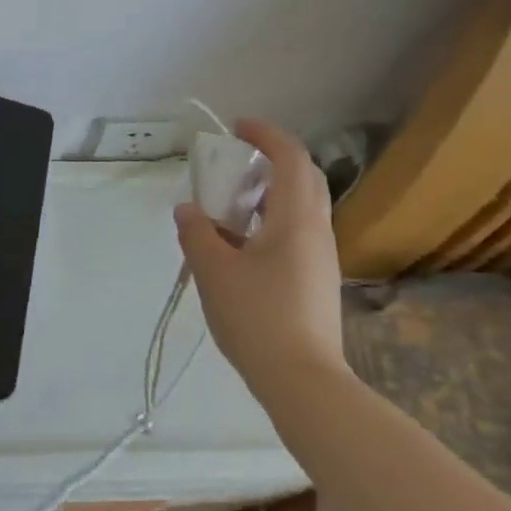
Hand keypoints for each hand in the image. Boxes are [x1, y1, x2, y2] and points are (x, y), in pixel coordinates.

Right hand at [174, 119, 345, 401]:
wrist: (304, 383)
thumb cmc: (258, 318)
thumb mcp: (214, 272)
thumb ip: (197, 233)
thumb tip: (189, 210)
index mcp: (296, 219)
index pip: (291, 158)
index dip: (266, 135)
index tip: (237, 127)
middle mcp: (316, 231)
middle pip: (304, 178)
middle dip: (272, 159)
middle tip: (237, 161)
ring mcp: (322, 258)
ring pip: (302, 207)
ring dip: (270, 192)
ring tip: (231, 204)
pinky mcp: (317, 281)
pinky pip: (297, 232)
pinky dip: (272, 220)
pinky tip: (242, 245)